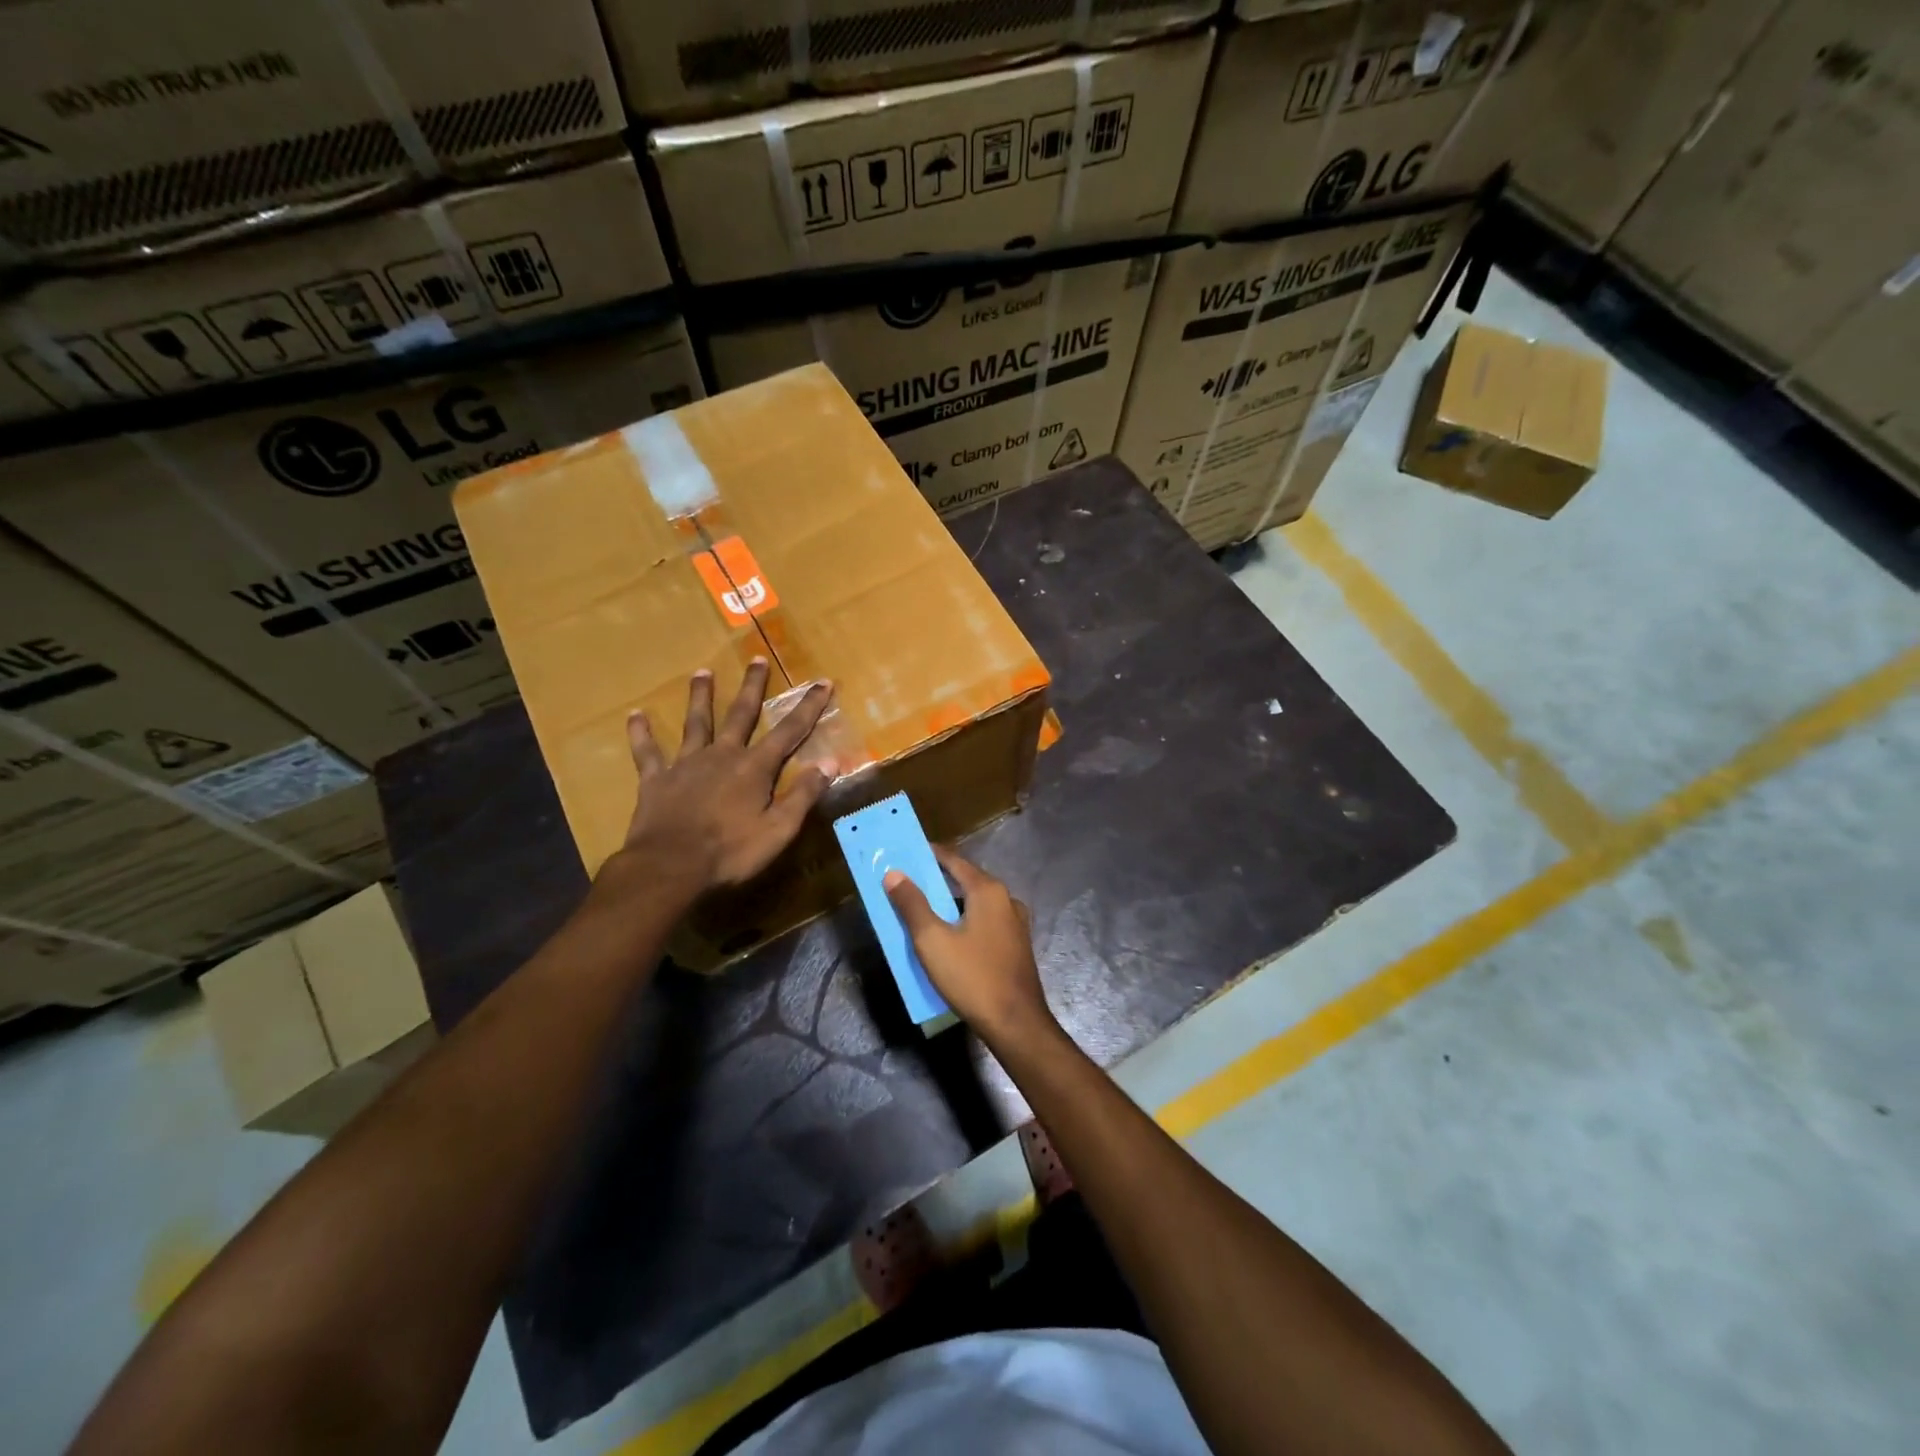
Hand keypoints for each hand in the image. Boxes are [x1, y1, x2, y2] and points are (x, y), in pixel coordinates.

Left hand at [619, 659, 835, 893]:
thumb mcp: (779, 829)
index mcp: (754, 768)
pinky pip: (647, 752)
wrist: (670, 867)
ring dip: (700, 696)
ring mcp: (686, 765)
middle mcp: (722, 755)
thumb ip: (804, 794)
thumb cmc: (731, 853)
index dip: (808, 707)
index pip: (789, 731)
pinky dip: (641, 733)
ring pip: (695, 723)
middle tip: (757, 659)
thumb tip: (830, 761)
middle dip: (753, 687)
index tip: (822, 682)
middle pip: (740, 714)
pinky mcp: (656, 780)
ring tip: (702, 672)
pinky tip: (635, 715)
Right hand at [884, 847, 1056, 1049]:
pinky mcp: (1015, 944)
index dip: (930, 855)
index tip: (906, 853)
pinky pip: (984, 922)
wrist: (1016, 1023)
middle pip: (966, 881)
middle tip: (908, 884)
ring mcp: (1015, 923)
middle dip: (937, 881)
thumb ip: (912, 904)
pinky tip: (948, 938)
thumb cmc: (972, 977)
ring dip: (950, 905)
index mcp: (988, 890)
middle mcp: (1006, 899)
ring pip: (975, 904)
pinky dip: (964, 922)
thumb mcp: (932, 940)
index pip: (954, 860)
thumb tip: (894, 874)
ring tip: (922, 912)